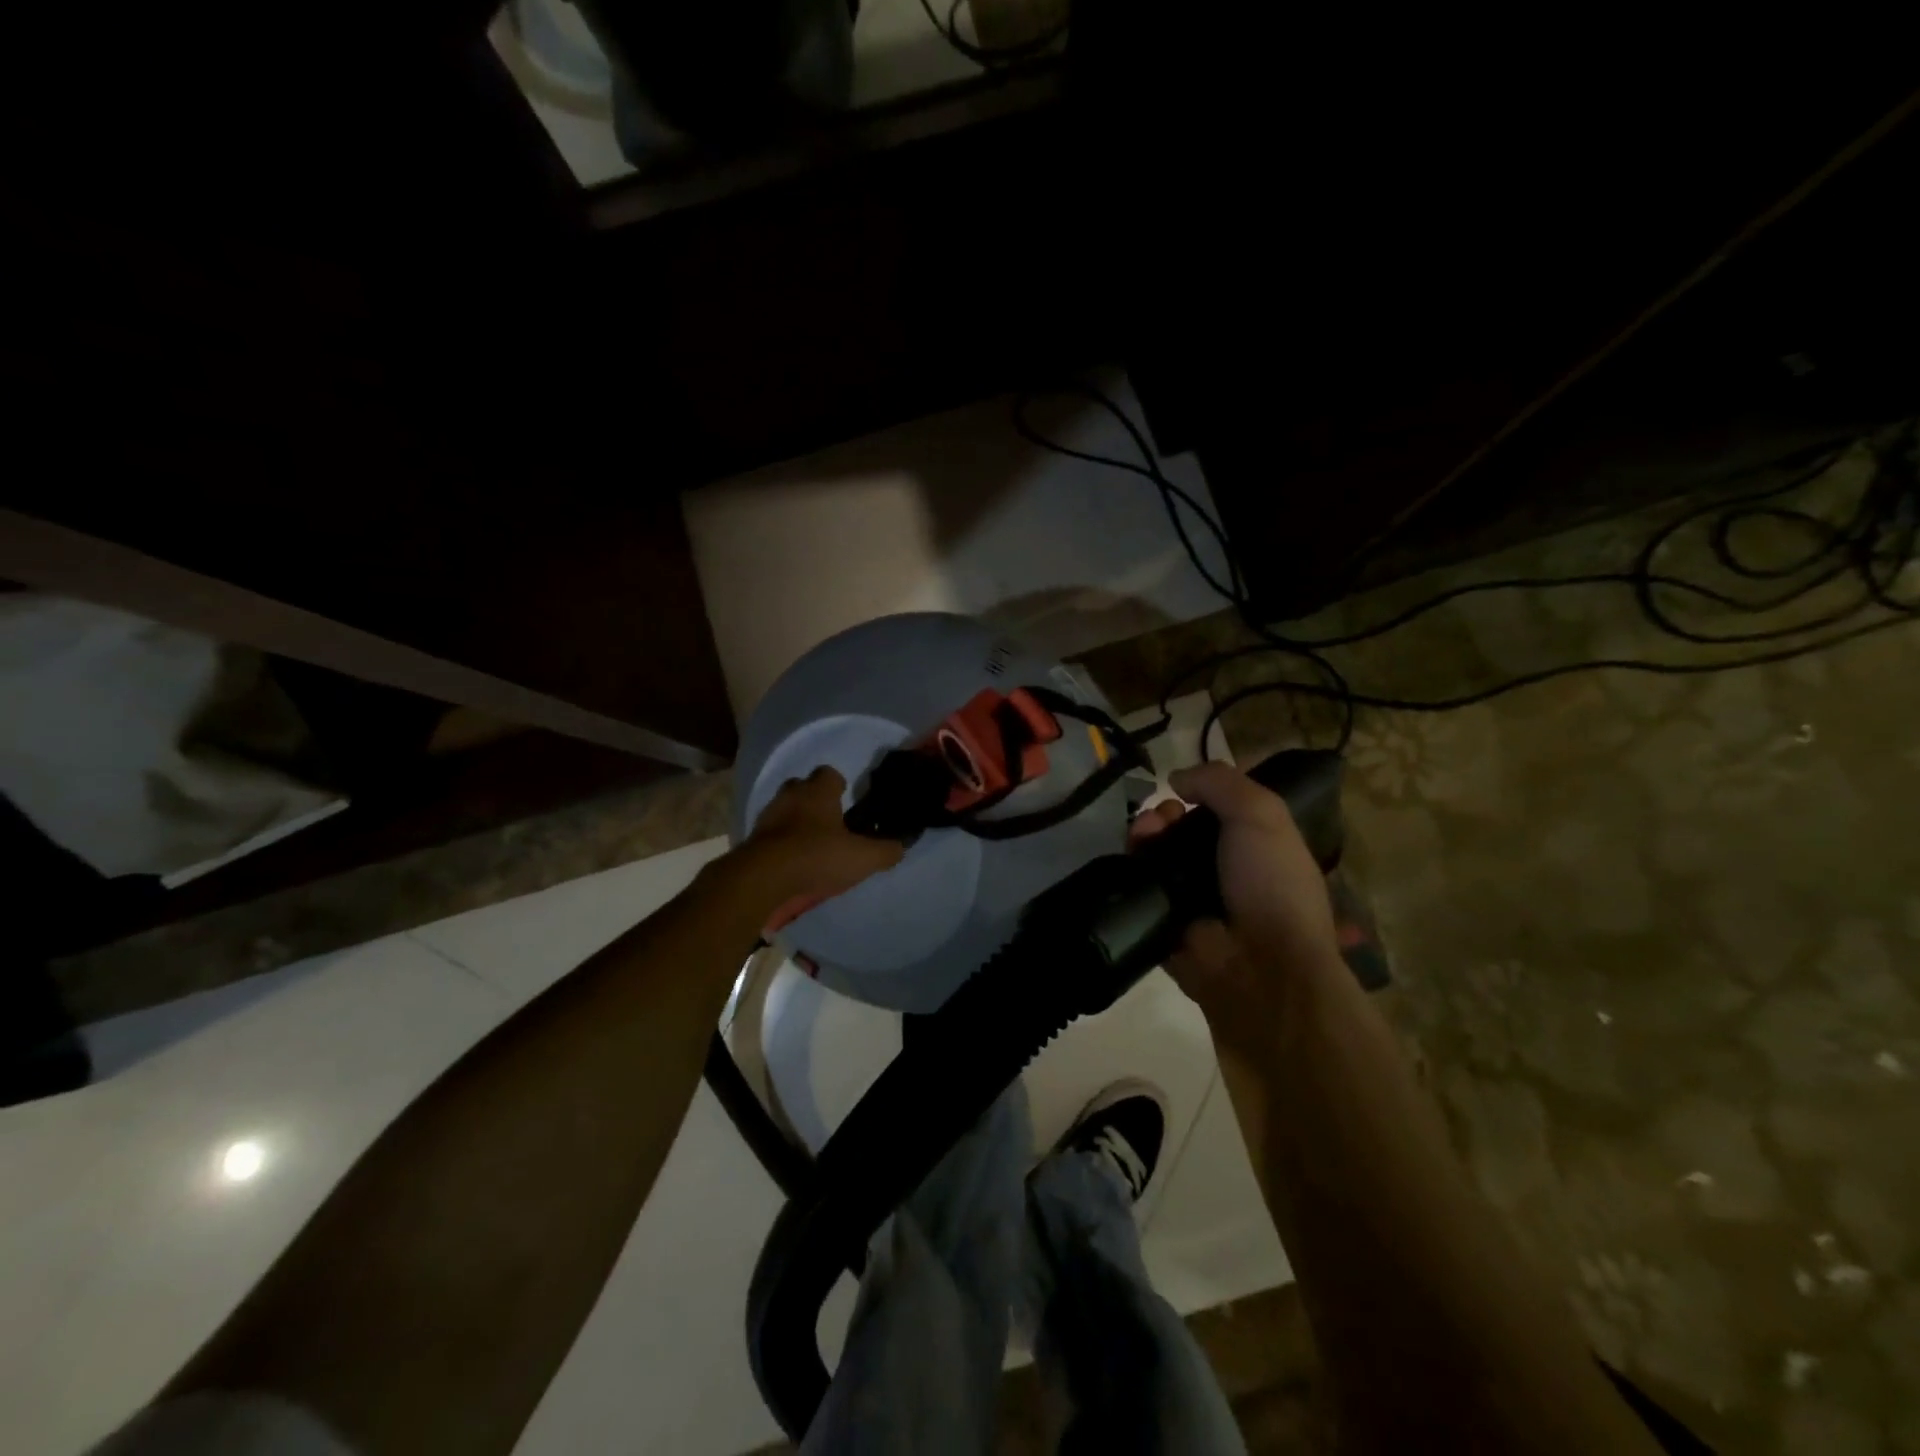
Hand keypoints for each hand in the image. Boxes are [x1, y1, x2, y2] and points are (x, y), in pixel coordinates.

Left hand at [743, 767, 904, 925]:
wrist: (762, 878)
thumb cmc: (817, 856)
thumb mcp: (862, 858)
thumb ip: (885, 851)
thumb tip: (900, 847)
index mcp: (818, 791)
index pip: (829, 774)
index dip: (839, 786)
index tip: (847, 802)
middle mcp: (791, 795)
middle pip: (803, 788)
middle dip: (815, 801)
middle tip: (830, 824)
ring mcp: (768, 815)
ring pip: (786, 810)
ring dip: (796, 823)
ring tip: (811, 847)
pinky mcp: (752, 838)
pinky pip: (771, 833)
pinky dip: (781, 843)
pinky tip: (792, 862)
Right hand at [1129, 762, 1341, 1050]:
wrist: (1260, 966)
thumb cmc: (1271, 883)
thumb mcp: (1262, 815)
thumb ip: (1220, 782)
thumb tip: (1176, 779)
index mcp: (1258, 848)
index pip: (1221, 813)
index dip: (1201, 796)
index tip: (1185, 792)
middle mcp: (1225, 872)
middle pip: (1183, 831)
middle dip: (1167, 814)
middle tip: (1160, 817)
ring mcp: (1193, 899)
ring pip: (1158, 856)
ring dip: (1147, 835)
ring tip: (1142, 833)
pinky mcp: (1164, 923)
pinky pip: (1140, 889)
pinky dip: (1132, 870)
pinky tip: (1132, 856)